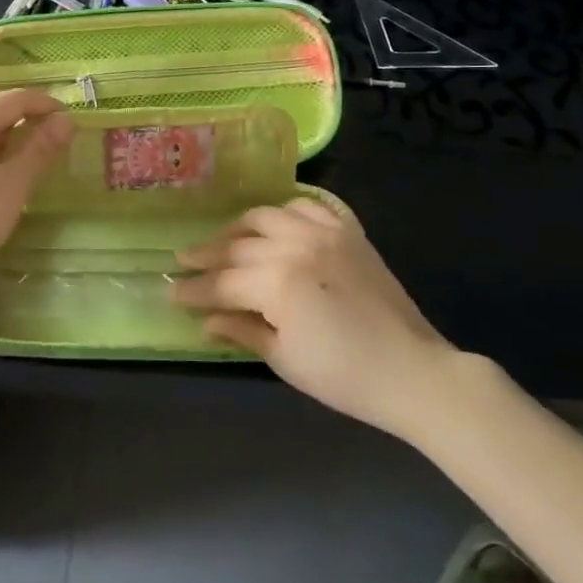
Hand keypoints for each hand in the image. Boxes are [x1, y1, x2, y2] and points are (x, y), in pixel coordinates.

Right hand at [170, 200, 453, 437]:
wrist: (412, 370)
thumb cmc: (344, 376)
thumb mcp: (284, 359)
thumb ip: (241, 330)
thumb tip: (204, 319)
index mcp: (277, 282)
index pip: (222, 282)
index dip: (193, 290)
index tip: (170, 292)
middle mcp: (294, 245)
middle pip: (238, 246)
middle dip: (207, 256)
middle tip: (184, 263)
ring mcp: (323, 232)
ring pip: (265, 216)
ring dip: (239, 228)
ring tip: (224, 241)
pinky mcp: (346, 230)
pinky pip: (305, 206)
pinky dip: (283, 212)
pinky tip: (274, 227)